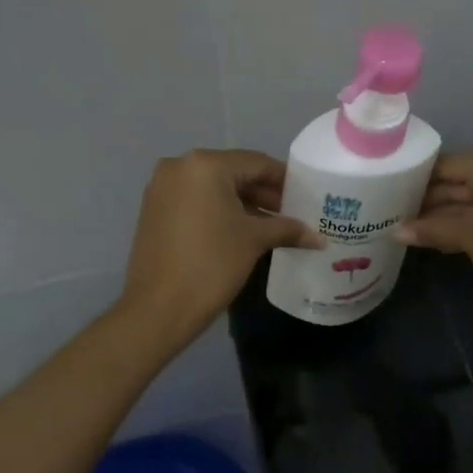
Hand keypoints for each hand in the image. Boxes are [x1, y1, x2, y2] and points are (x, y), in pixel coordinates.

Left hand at [120, 149, 320, 341]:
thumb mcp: (254, 241)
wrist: (158, 308)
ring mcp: (162, 188)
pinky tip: (241, 232)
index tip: (307, 197)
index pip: (256, 163)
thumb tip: (318, 237)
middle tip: (292, 214)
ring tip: (273, 227)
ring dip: (243, 204)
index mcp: (205, 165)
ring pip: (214, 188)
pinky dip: (219, 211)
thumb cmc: (211, 265)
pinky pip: (196, 201)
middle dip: (264, 194)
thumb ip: (287, 229)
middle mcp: (179, 167)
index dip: (285, 180)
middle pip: (234, 173)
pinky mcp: (154, 210)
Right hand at [395, 148, 472, 312]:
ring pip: (471, 194)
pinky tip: (439, 235)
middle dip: (429, 199)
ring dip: (445, 213)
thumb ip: (431, 229)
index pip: (446, 164)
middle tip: (395, 215)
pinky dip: (466, 218)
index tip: (389, 195)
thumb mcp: (470, 238)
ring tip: (410, 229)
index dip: (416, 181)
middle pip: (459, 178)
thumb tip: (395, 232)